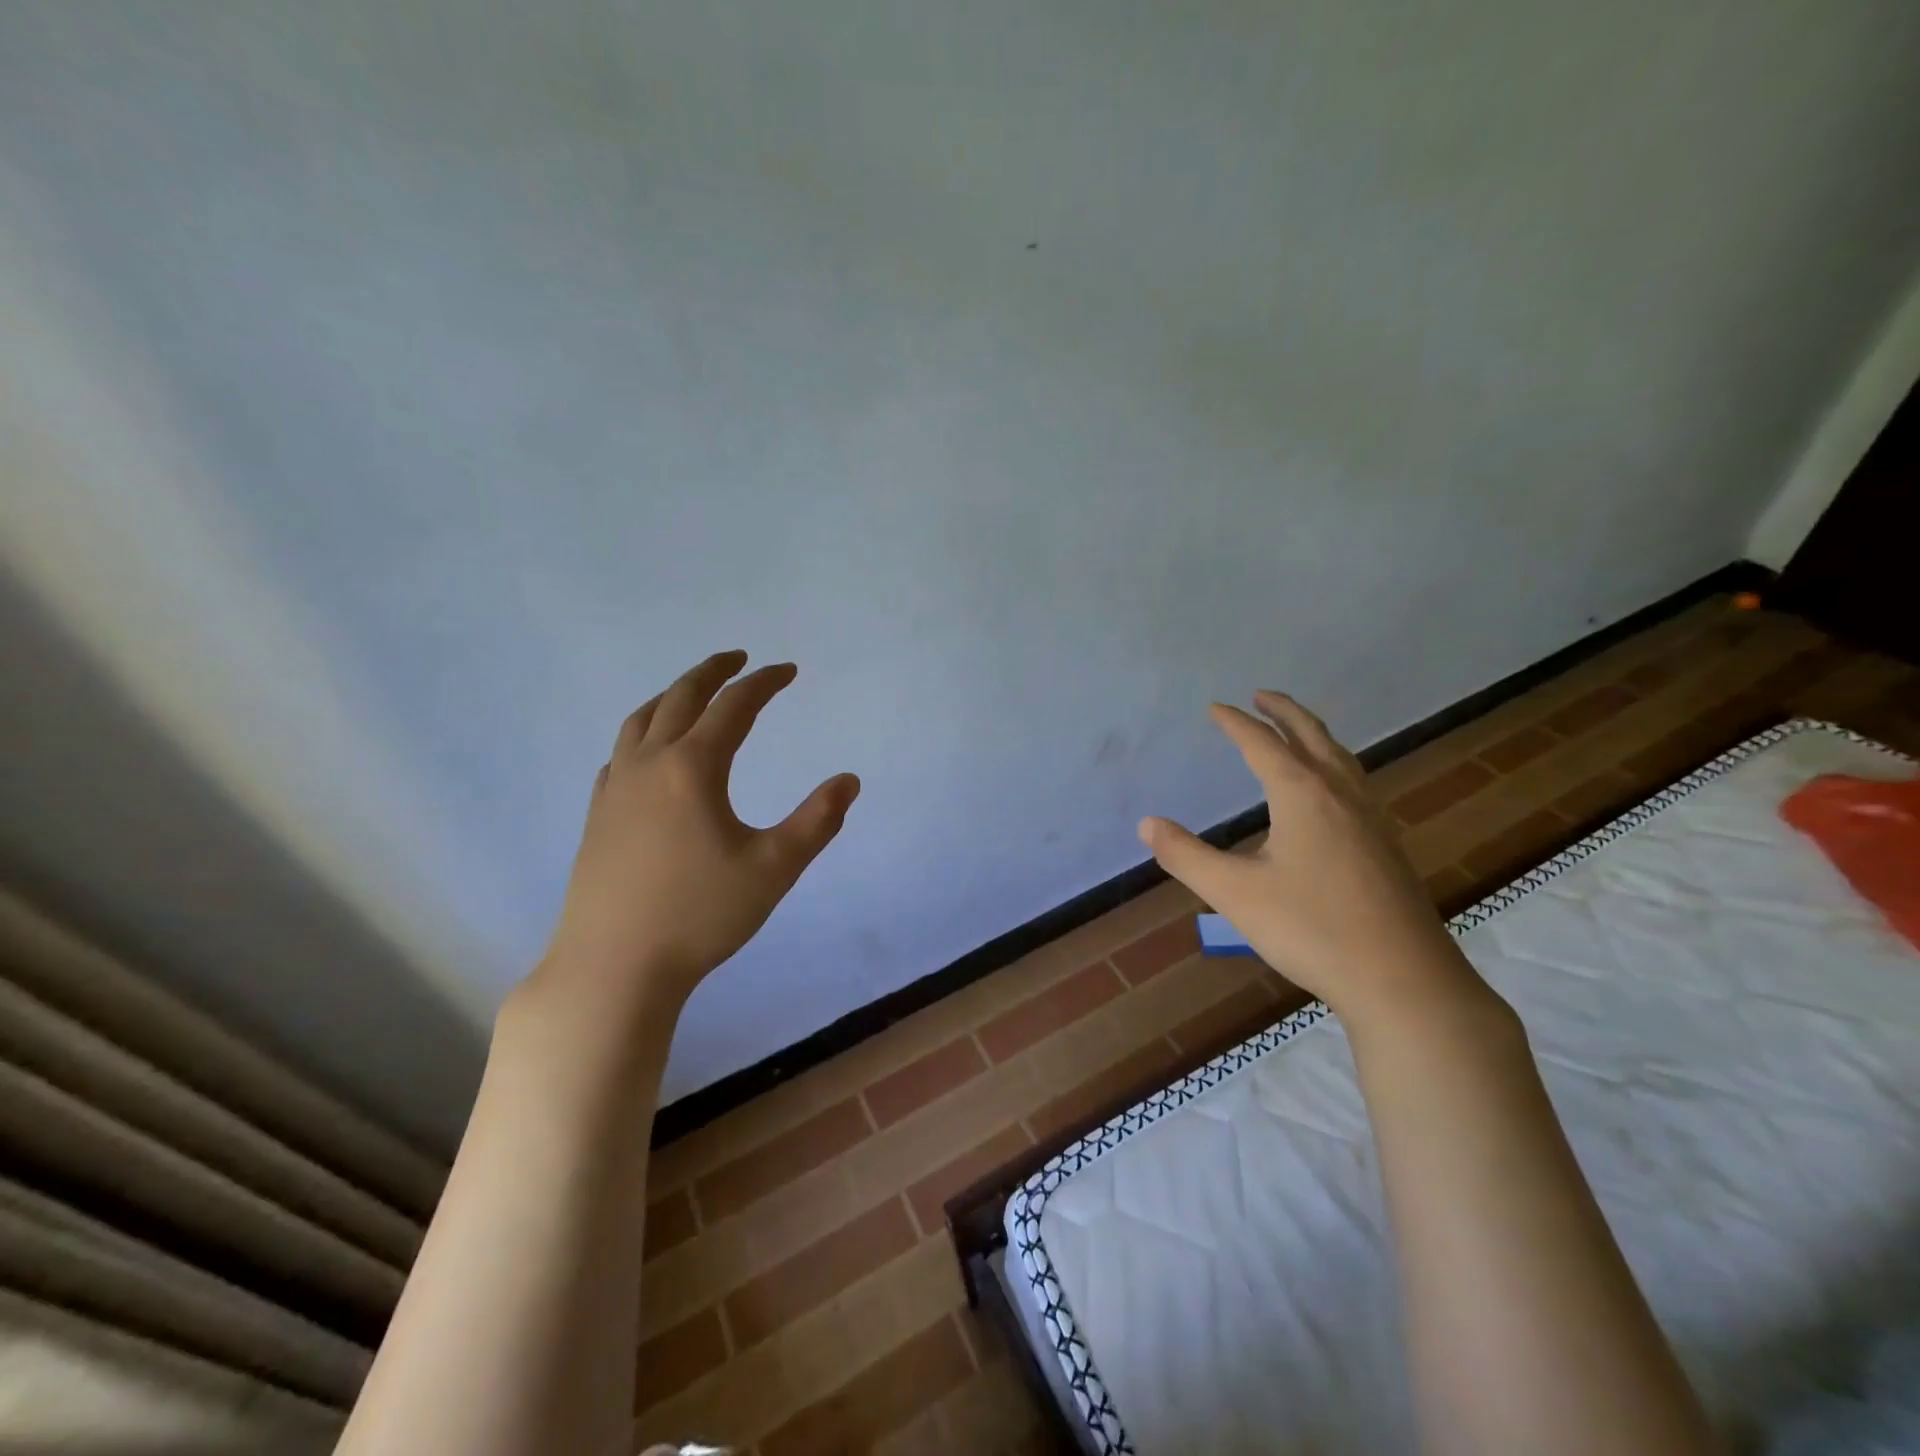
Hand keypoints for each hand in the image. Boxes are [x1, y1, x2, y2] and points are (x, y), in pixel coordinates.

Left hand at [537, 650, 859, 1012]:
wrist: (613, 966)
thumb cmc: (700, 915)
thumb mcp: (773, 869)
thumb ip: (817, 821)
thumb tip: (849, 781)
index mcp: (692, 768)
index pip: (734, 706)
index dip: (764, 683)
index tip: (788, 670)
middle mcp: (649, 764)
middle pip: (681, 698)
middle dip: (714, 671)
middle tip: (739, 658)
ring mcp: (616, 787)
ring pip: (642, 719)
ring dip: (673, 695)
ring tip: (694, 691)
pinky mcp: (598, 814)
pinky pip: (621, 752)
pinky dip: (643, 732)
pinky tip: (650, 751)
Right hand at [1139, 692, 1478, 1025]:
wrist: (1402, 979)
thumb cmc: (1311, 929)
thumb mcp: (1234, 893)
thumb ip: (1186, 856)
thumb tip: (1147, 824)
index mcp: (1303, 795)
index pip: (1263, 744)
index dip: (1236, 723)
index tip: (1215, 708)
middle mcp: (1341, 795)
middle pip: (1312, 736)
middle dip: (1283, 711)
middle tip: (1261, 695)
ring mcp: (1371, 819)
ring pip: (1341, 758)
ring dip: (1314, 734)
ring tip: (1295, 732)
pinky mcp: (1386, 845)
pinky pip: (1355, 782)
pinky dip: (1334, 764)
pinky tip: (1331, 792)